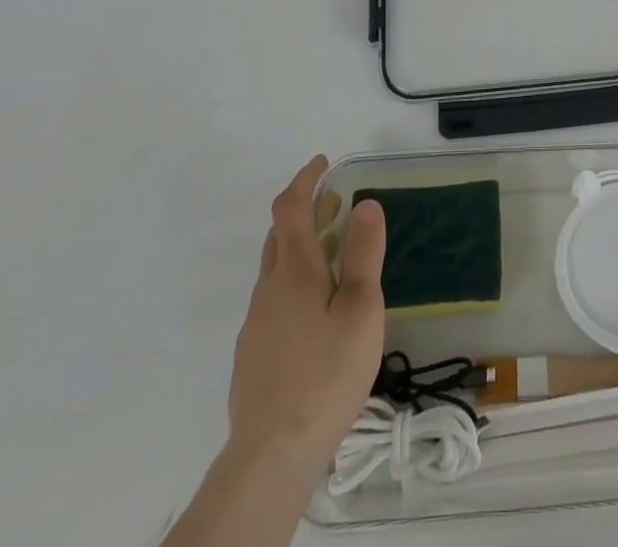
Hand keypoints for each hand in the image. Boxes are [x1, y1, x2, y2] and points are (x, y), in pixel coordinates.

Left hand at [227, 155, 385, 476]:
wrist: (272, 454)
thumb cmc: (325, 373)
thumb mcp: (360, 309)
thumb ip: (362, 254)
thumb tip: (365, 202)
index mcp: (294, 270)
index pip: (290, 207)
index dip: (305, 179)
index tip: (324, 163)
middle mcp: (268, 288)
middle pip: (278, 235)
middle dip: (305, 212)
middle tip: (336, 207)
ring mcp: (255, 323)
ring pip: (275, 270)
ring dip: (301, 249)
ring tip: (334, 261)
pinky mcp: (252, 354)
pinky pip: (273, 301)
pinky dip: (294, 284)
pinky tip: (316, 316)